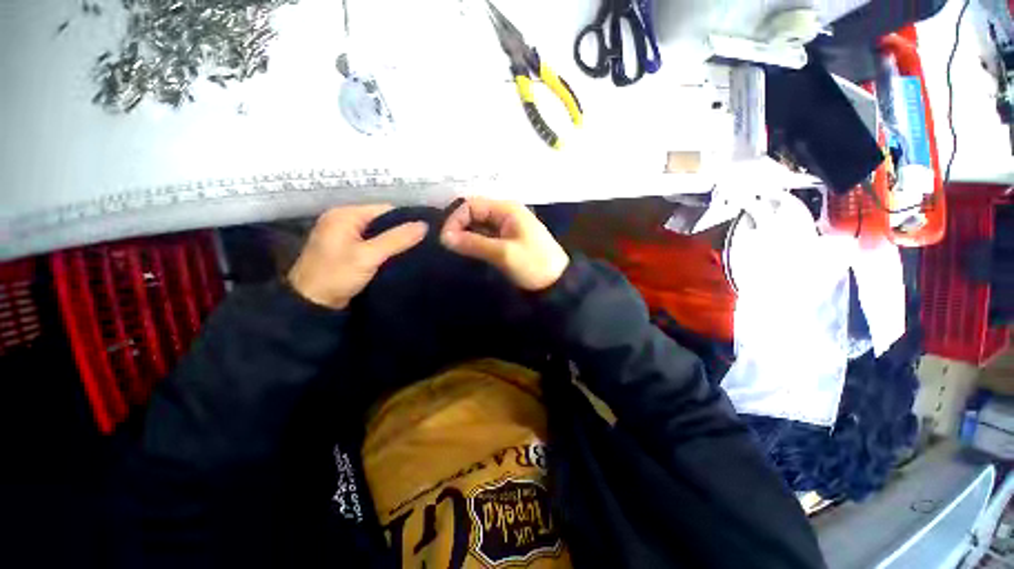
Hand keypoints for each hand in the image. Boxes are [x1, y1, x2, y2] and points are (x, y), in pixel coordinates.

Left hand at [288, 205, 427, 308]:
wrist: (311, 305)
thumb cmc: (337, 276)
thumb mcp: (369, 256)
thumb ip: (397, 239)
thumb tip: (425, 225)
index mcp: (345, 215)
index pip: (385, 210)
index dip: (406, 220)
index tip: (426, 234)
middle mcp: (343, 220)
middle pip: (382, 221)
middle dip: (401, 233)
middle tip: (423, 245)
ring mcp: (344, 236)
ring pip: (378, 234)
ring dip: (394, 243)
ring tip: (415, 252)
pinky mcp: (346, 250)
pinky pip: (372, 245)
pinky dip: (385, 251)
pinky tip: (398, 258)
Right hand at [440, 198, 568, 290]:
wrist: (557, 283)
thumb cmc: (533, 264)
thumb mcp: (503, 253)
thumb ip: (473, 243)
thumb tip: (444, 238)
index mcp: (506, 209)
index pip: (471, 204)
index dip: (455, 219)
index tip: (445, 240)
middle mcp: (505, 213)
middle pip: (474, 213)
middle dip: (459, 227)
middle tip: (447, 247)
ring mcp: (506, 227)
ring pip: (478, 225)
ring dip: (465, 235)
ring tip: (454, 251)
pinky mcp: (507, 241)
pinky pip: (485, 236)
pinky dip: (474, 242)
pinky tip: (467, 252)